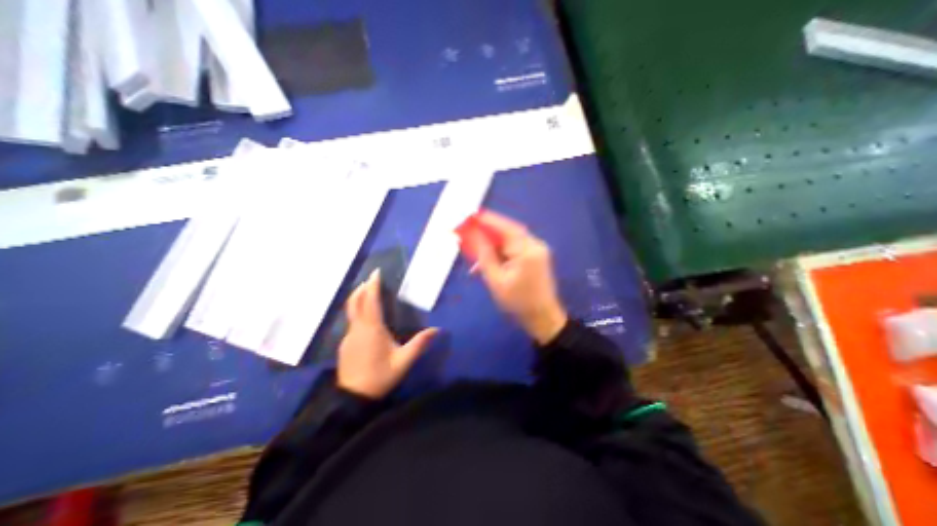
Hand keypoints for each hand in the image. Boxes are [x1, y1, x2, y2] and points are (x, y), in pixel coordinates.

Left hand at [337, 272, 439, 397]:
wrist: (353, 398)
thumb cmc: (380, 376)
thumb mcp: (403, 361)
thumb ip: (419, 344)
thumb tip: (437, 330)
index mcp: (372, 329)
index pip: (370, 301)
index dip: (373, 286)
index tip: (376, 272)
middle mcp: (357, 329)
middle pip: (355, 302)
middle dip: (362, 288)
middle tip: (371, 279)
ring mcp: (348, 337)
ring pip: (351, 311)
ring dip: (358, 298)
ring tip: (367, 292)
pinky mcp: (345, 345)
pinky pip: (351, 322)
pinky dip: (357, 311)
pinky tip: (365, 317)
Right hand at [472, 210, 566, 345]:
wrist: (543, 318)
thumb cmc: (518, 302)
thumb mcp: (496, 281)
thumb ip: (486, 257)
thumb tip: (477, 238)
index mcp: (527, 251)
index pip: (506, 229)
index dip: (489, 220)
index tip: (473, 215)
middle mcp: (535, 246)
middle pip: (510, 231)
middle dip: (490, 231)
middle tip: (472, 231)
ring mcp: (538, 251)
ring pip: (512, 240)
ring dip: (495, 243)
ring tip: (478, 250)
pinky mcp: (536, 257)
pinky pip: (516, 248)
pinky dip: (502, 251)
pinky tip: (491, 260)